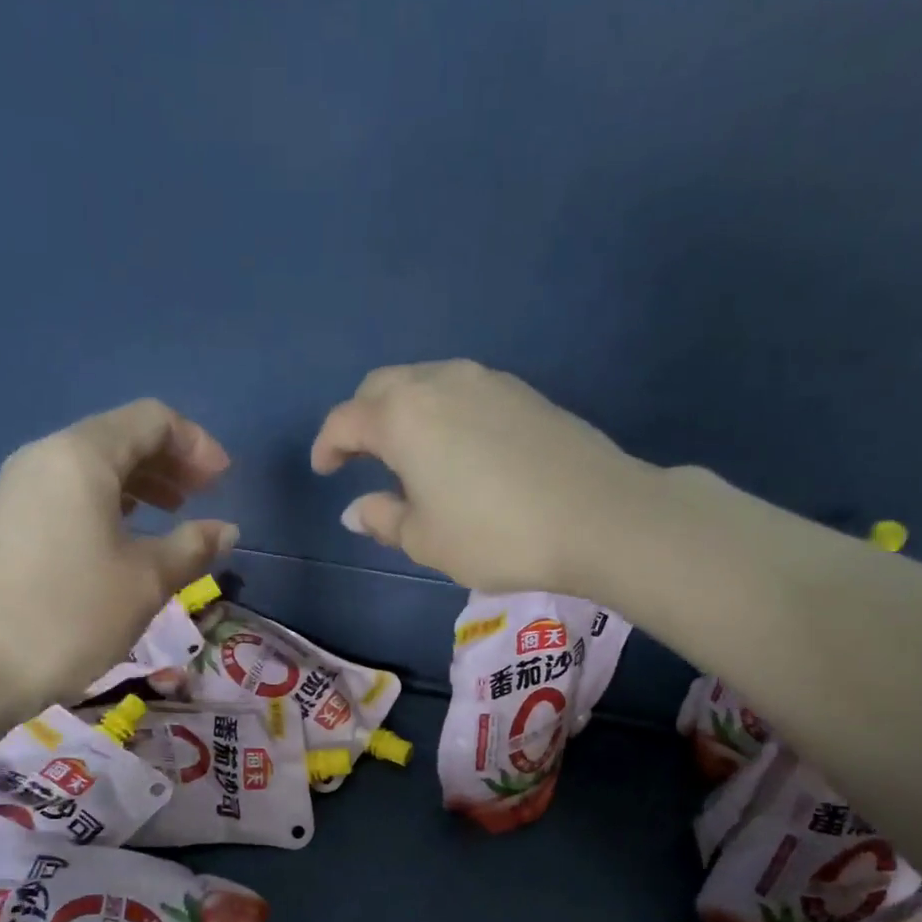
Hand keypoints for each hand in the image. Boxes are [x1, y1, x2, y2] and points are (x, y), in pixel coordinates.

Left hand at [0, 400, 236, 708]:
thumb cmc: (69, 616)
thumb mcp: (146, 582)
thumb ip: (192, 547)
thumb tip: (225, 530)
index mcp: (81, 457)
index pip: (151, 420)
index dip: (196, 444)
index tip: (224, 482)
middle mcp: (44, 457)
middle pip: (119, 438)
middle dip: (169, 461)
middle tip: (204, 497)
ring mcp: (17, 489)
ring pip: (91, 468)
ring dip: (140, 484)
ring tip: (172, 515)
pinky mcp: (5, 521)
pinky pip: (68, 493)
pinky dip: (108, 504)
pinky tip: (125, 539)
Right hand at [312, 360, 653, 596]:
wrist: (597, 516)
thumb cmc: (495, 535)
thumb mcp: (426, 540)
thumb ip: (384, 519)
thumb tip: (356, 509)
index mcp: (403, 417)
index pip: (346, 420)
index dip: (327, 445)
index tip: (324, 470)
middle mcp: (439, 383)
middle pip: (383, 387)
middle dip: (362, 418)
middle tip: (361, 456)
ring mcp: (486, 381)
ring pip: (425, 382)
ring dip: (404, 410)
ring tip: (408, 454)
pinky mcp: (523, 392)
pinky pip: (463, 391)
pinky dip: (442, 412)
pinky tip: (455, 448)